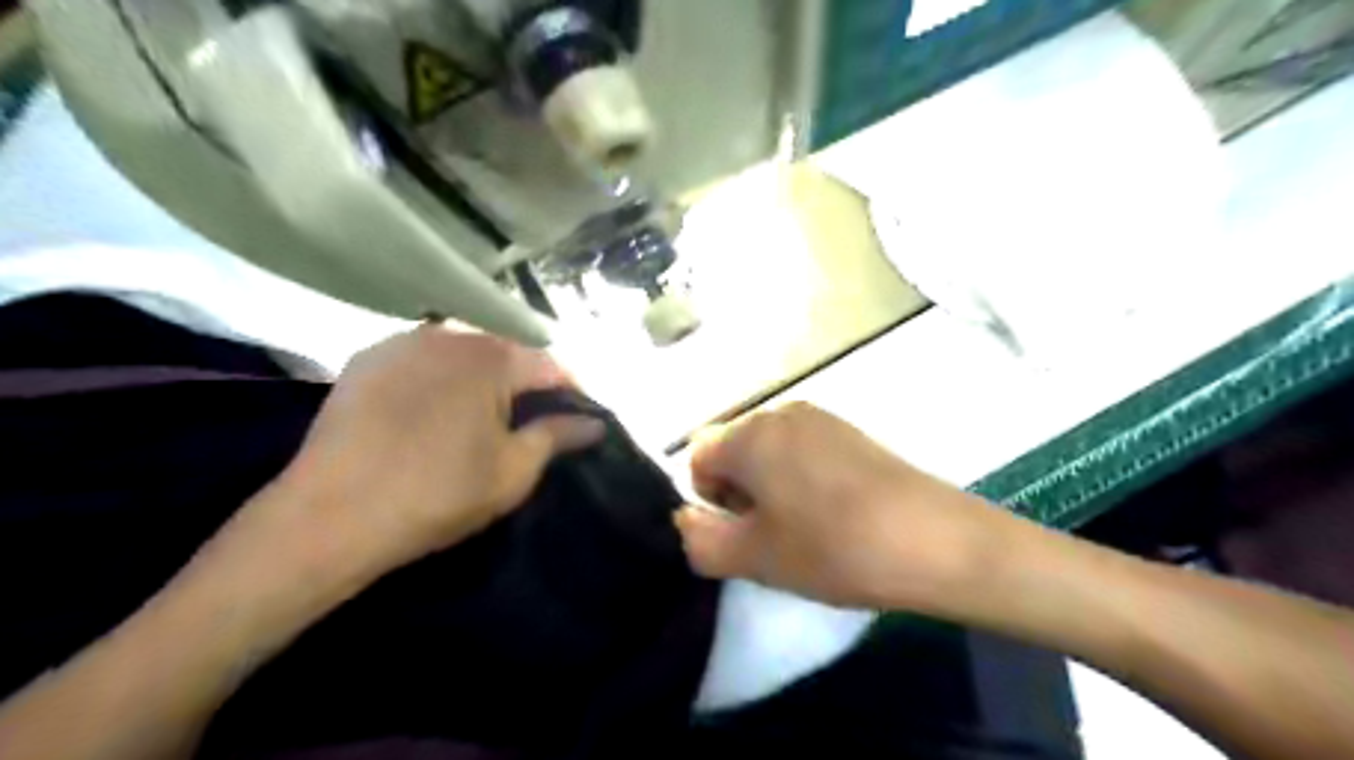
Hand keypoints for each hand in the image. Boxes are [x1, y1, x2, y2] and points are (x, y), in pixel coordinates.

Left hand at [246, 324, 602, 580]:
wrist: (331, 515)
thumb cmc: (439, 494)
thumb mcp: (513, 471)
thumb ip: (557, 436)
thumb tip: (595, 423)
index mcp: (492, 358)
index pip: (550, 364)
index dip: (571, 390)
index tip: (580, 416)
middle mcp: (450, 335)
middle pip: (506, 351)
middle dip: (526, 380)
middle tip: (532, 418)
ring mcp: (403, 342)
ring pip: (462, 351)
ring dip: (482, 375)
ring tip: (485, 412)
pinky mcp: (366, 359)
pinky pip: (421, 358)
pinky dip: (440, 376)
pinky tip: (435, 407)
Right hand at [675, 402, 1002, 612]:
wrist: (934, 540)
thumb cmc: (832, 547)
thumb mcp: (754, 558)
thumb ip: (700, 540)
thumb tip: (687, 519)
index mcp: (749, 433)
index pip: (697, 458)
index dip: (710, 500)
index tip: (745, 531)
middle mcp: (779, 411)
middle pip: (733, 449)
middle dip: (738, 490)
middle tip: (773, 533)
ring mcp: (820, 416)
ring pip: (768, 450)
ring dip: (770, 485)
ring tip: (805, 525)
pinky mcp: (850, 430)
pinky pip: (802, 449)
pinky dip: (800, 476)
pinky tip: (834, 511)